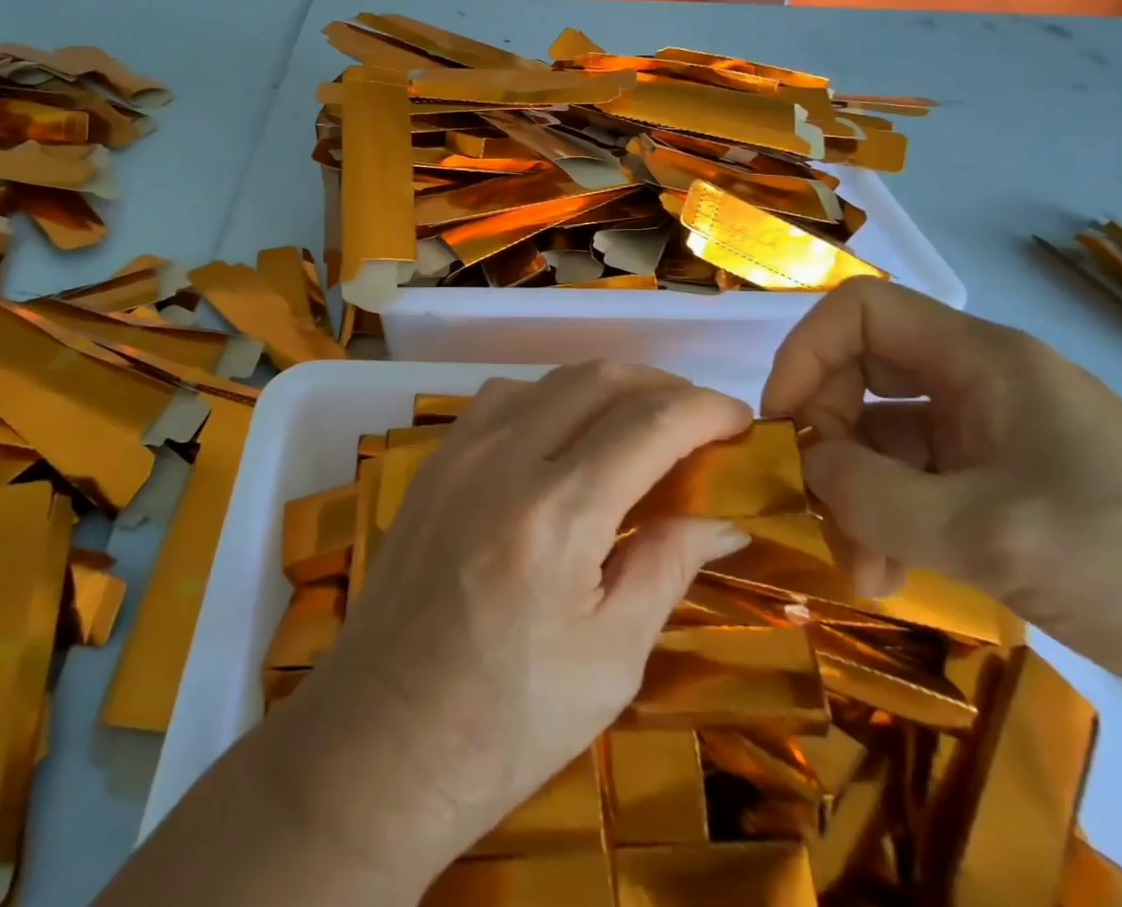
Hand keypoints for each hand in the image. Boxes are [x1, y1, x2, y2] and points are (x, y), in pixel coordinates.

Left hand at [283, 363, 749, 891]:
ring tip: (640, 422)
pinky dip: (550, 397)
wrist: (380, 743)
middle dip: (662, 385)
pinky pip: (503, 398)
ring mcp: (459, 452)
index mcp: (557, 514)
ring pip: (549, 378)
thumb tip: (725, 521)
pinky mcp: (433, 462)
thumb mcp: (611, 660)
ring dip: (605, 386)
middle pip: (599, 379)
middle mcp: (504, 459)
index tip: (741, 419)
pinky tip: (565, 435)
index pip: (650, 423)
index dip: (706, 409)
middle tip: (698, 419)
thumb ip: (667, 566)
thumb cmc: (507, 723)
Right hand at [761, 277, 1121, 724]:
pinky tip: (893, 574)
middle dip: (830, 441)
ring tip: (862, 570)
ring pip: (888, 442)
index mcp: (982, 360)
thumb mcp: (994, 532)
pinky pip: (920, 487)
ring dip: (858, 497)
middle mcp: (982, 386)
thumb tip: (804, 467)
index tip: (781, 425)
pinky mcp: (1009, 493)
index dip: (805, 354)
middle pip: (864, 378)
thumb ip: (876, 496)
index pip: (860, 313)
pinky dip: (892, 522)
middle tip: (820, 513)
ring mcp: (996, 442)